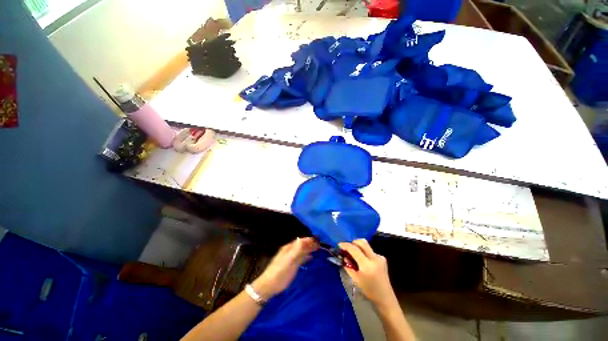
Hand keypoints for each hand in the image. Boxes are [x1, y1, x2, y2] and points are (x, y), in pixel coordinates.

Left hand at [252, 237, 318, 299]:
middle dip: (310, 244)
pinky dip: (306, 256)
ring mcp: (290, 258)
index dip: (310, 240)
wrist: (268, 286)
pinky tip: (310, 258)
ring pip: (301, 251)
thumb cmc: (280, 272)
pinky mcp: (291, 265)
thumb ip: (297, 250)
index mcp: (289, 248)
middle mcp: (290, 251)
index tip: (319, 240)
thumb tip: (305, 239)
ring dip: (309, 249)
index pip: (301, 240)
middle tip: (320, 245)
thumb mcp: (289, 260)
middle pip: (302, 245)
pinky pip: (300, 258)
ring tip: (318, 250)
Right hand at [339, 239, 395, 307]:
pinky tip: (362, 261)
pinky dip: (363, 252)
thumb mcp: (355, 279)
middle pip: (362, 242)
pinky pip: (370, 251)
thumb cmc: (369, 290)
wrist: (385, 298)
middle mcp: (375, 258)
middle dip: (353, 242)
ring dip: (358, 247)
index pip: (354, 249)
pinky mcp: (382, 258)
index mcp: (367, 265)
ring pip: (366, 246)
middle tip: (347, 248)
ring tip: (354, 255)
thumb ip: (348, 265)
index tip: (339, 245)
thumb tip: (343, 255)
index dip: (345, 245)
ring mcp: (380, 257)